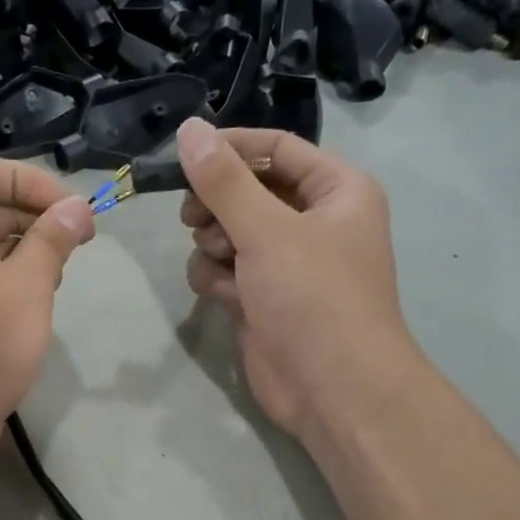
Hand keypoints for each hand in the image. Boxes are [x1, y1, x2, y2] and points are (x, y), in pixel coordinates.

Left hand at [0, 158, 94, 464]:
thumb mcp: (28, 286)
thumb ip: (53, 238)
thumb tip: (77, 207)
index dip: (32, 180)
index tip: (72, 208)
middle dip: (36, 215)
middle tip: (81, 241)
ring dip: (29, 246)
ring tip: (61, 273)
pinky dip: (13, 273)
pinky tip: (40, 298)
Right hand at [175, 118, 414, 444]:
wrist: (332, 389)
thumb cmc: (313, 297)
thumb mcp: (266, 230)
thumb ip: (223, 180)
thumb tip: (189, 129)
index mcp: (335, 190)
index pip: (276, 147)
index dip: (229, 147)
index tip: (183, 155)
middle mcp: (313, 220)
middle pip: (246, 189)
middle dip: (216, 204)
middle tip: (194, 217)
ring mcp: (285, 262)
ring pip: (228, 231)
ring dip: (213, 245)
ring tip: (222, 263)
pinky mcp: (261, 297)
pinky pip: (224, 269)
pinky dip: (216, 279)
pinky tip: (224, 297)